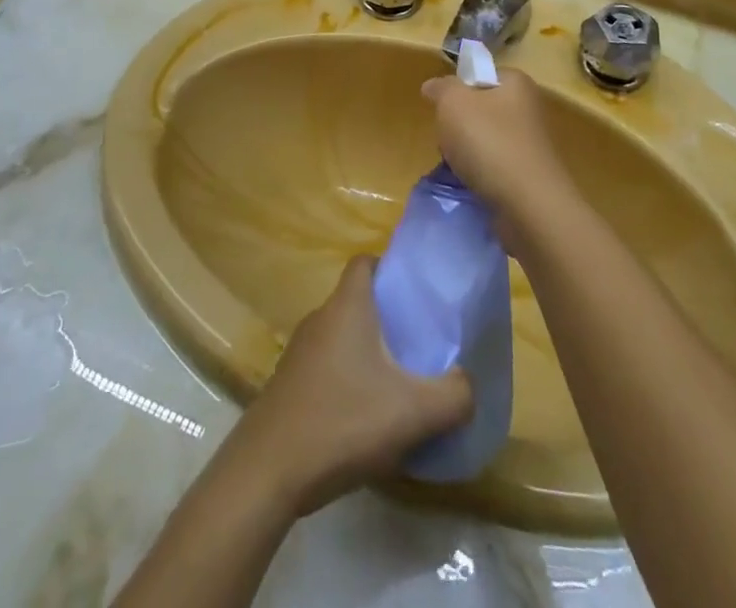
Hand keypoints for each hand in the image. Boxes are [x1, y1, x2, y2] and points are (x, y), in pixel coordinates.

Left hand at [234, 257, 471, 516]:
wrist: (268, 471)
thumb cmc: (342, 421)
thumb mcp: (414, 412)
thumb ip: (454, 395)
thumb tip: (467, 384)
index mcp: (347, 306)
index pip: (366, 262)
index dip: (390, 269)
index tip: (416, 293)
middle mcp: (320, 318)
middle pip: (357, 301)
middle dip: (386, 317)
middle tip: (418, 343)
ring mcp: (299, 352)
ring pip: (341, 336)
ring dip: (366, 353)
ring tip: (396, 383)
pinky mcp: (288, 384)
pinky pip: (325, 366)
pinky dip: (346, 379)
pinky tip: (363, 417)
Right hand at [420, 68, 572, 238]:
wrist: (528, 205)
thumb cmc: (489, 142)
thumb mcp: (453, 103)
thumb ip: (441, 88)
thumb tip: (432, 86)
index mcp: (516, 83)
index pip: (480, 75)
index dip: (457, 89)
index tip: (444, 109)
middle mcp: (528, 109)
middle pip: (479, 109)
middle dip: (458, 125)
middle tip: (448, 140)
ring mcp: (530, 144)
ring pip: (484, 140)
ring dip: (466, 153)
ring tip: (457, 167)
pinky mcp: (529, 176)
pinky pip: (494, 167)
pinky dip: (480, 175)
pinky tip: (471, 185)